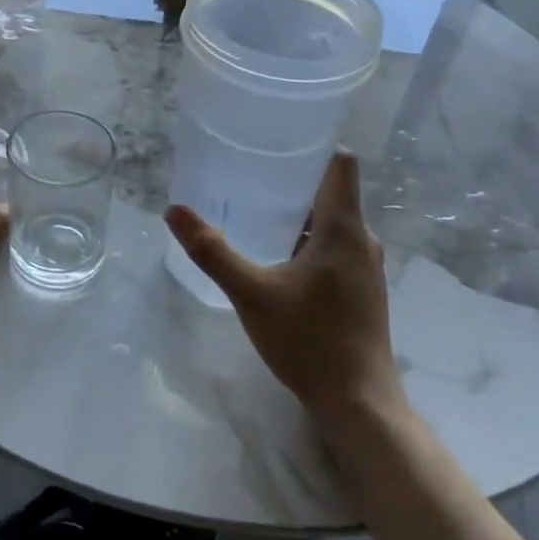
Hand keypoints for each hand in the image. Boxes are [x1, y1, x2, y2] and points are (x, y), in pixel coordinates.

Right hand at [166, 151, 402, 421]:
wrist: (358, 403)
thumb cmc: (309, 340)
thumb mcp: (251, 293)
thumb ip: (212, 251)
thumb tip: (173, 210)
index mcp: (343, 228)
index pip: (341, 163)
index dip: (314, 143)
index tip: (277, 137)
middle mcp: (362, 240)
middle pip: (330, 191)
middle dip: (292, 178)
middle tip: (248, 171)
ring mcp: (365, 266)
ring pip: (331, 221)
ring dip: (297, 212)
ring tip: (254, 207)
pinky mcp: (360, 288)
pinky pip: (333, 246)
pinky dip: (306, 239)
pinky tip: (275, 254)